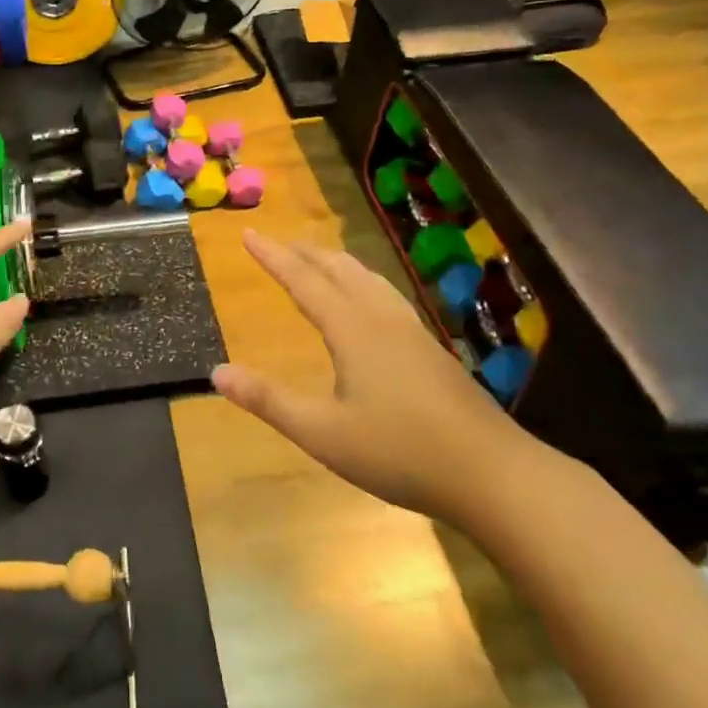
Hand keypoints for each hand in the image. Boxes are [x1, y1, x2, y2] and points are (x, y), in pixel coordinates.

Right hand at [211, 230, 543, 526]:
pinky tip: (370, 302)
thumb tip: (217, 371)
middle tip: (277, 244)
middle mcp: (381, 318)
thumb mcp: (322, 433)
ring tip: (318, 260)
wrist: (491, 473)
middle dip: (304, 254)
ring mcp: (412, 331)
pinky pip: (386, 296)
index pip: (303, 280)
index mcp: (352, 329)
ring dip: (336, 264)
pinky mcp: (431, 349)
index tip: (247, 234)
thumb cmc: (399, 452)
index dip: (273, 257)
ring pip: (368, 279)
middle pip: (338, 270)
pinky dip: (363, 282)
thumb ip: (268, 400)